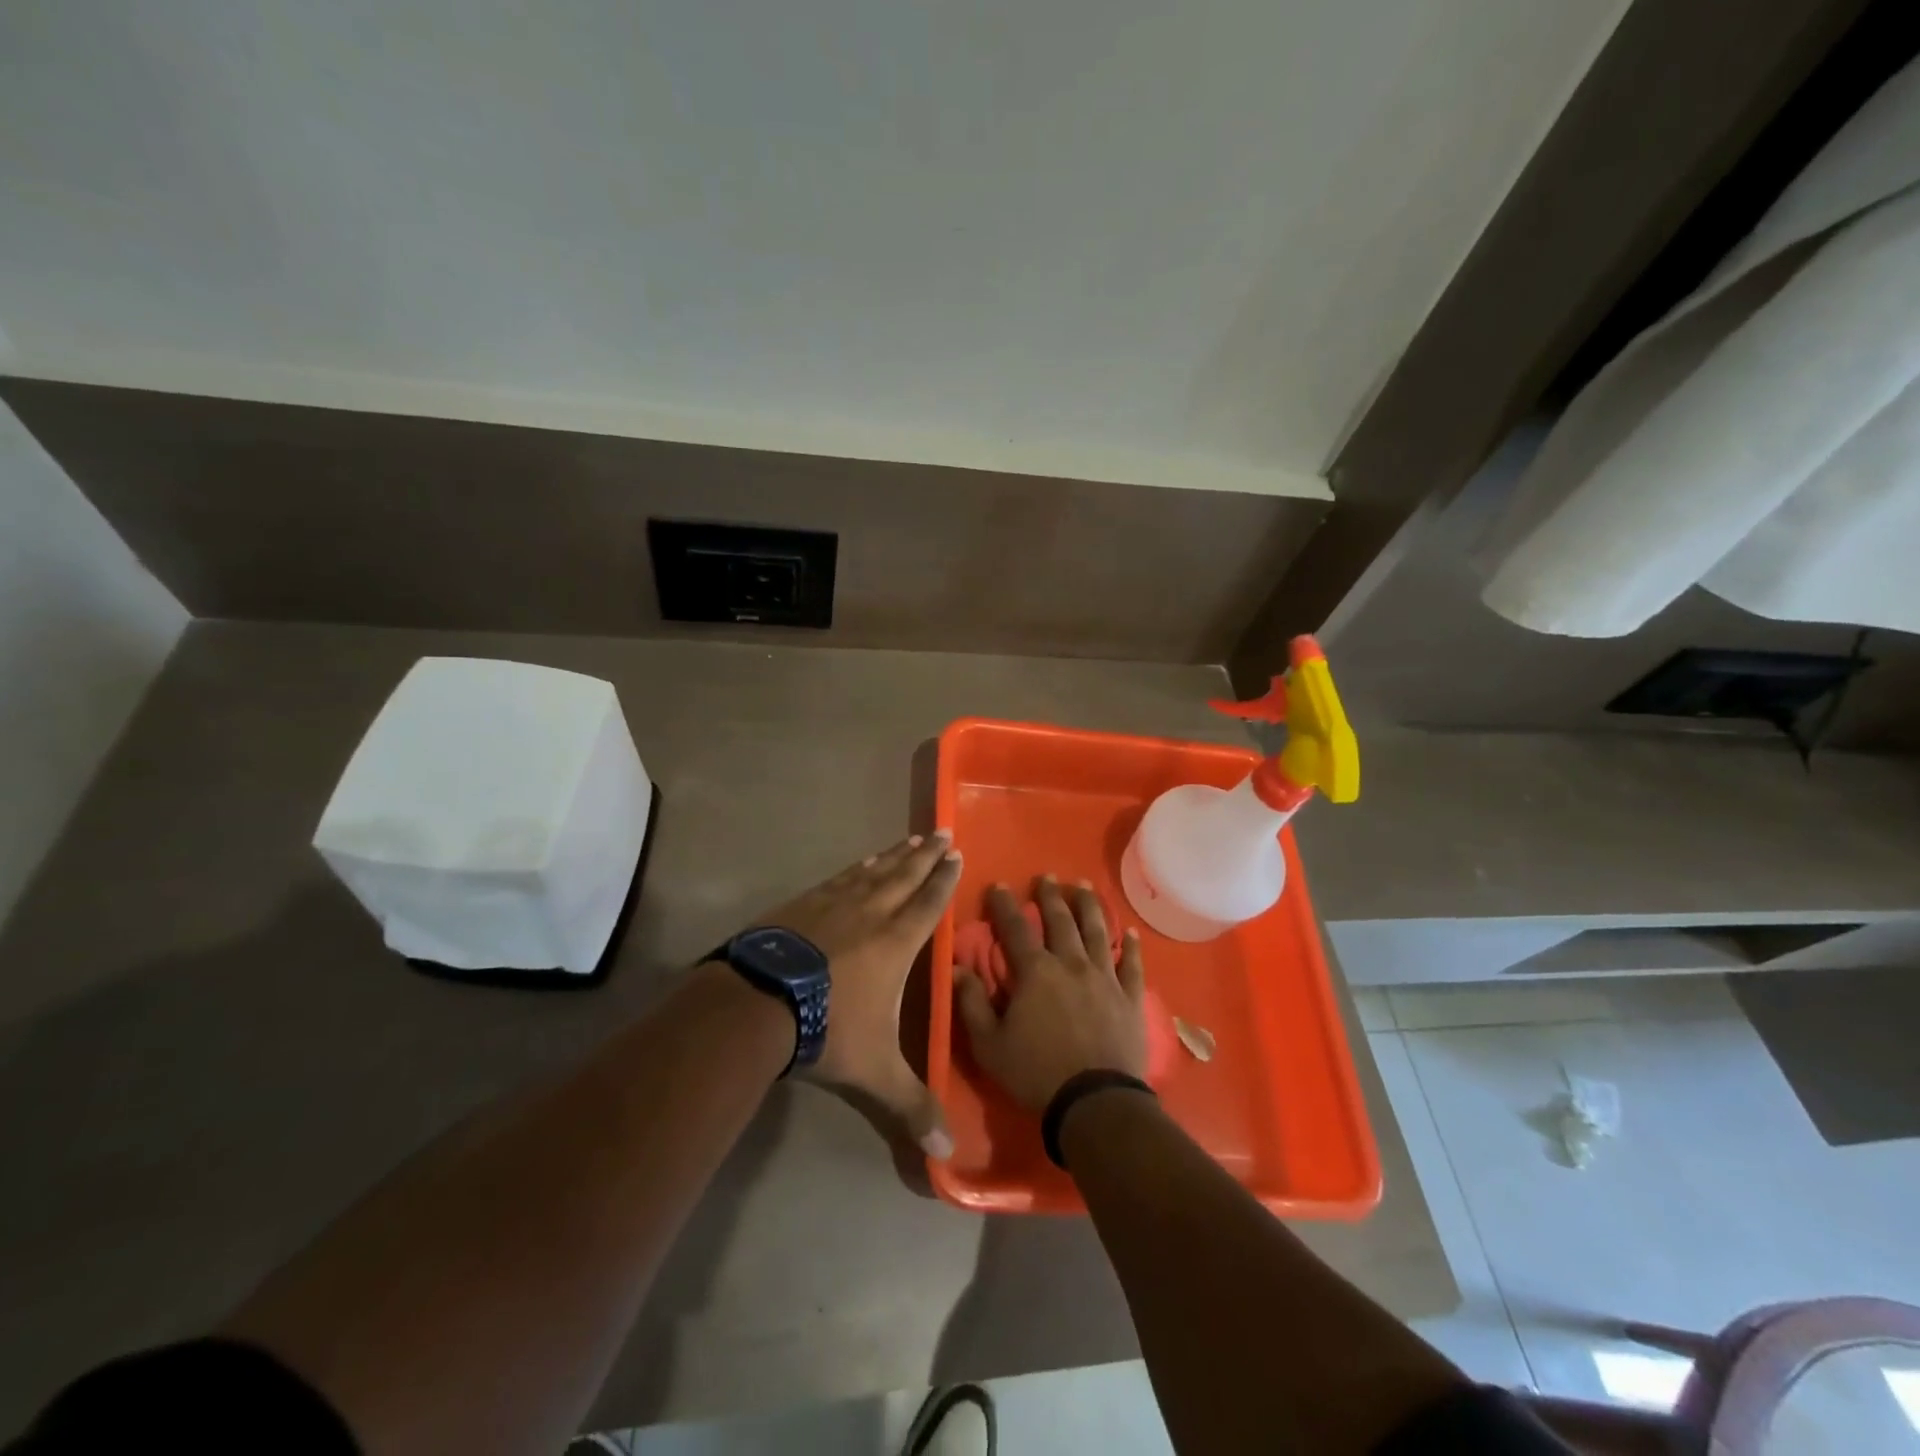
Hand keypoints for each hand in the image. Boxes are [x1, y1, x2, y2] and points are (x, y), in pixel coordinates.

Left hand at [747, 831, 962, 1157]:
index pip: (928, 905)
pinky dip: (856, 868)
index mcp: (895, 943)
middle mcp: (870, 914)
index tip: (957, 856)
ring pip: (873, 872)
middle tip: (942, 834)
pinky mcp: (803, 904)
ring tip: (910, 840)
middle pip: (905, 877)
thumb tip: (946, 1157)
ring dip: (894, 856)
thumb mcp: (875, 1073)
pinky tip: (860, 863)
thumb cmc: (827, 1030)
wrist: (758, 1003)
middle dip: (926, 857)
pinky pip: (840, 878)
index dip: (944, 881)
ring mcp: (833, 904)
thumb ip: (912, 1107)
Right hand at [955, 877, 1148, 1110]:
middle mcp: (1071, 964)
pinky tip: (1130, 933)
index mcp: (1036, 971)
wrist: (1095, 1102)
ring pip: (1098, 931)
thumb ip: (972, 1002)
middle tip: (1047, 876)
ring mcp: (1105, 978)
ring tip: (1084, 887)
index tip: (999, 885)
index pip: (1016, 928)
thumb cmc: (1035, 1073)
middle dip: (1051, 895)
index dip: (1005, 905)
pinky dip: (1131, 947)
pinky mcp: (1130, 997)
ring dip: (1090, 906)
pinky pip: (1133, 965)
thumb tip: (956, 968)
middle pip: (1061, 920)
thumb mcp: (989, 1044)